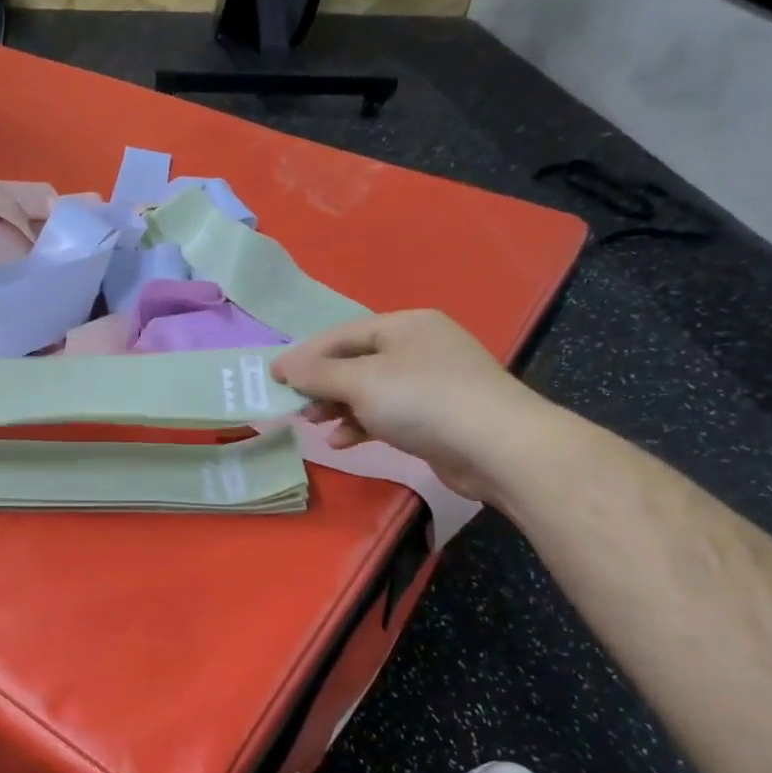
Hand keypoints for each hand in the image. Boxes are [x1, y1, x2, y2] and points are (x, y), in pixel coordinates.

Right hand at [271, 310, 553, 500]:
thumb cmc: (423, 400)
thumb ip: (318, 373)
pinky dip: (363, 424)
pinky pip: (388, 414)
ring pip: (370, 390)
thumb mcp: (361, 382)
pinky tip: (344, 441)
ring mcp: (432, 382)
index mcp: (405, 325)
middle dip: (321, 384)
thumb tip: (282, 365)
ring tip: (314, 425)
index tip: (273, 377)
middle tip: (294, 406)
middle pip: (355, 362)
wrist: (498, 447)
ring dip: (338, 407)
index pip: (342, 334)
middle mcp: (419, 347)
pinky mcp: (438, 416)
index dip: (305, 355)